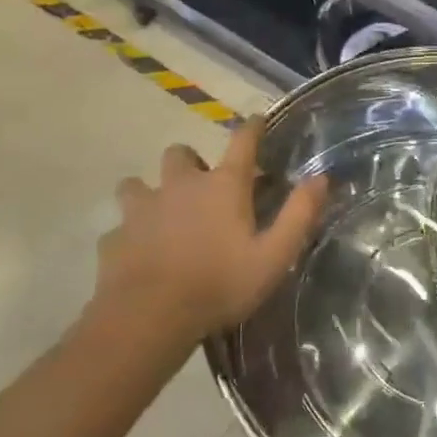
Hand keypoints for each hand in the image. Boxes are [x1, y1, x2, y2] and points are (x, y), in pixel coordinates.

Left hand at [95, 121, 328, 341]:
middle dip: (189, 162)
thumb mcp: (274, 255)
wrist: (148, 317)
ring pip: (137, 183)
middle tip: (200, 186)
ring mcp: (142, 209)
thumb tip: (321, 177)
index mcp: (223, 186)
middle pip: (180, 153)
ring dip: (149, 192)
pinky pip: (120, 227)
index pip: (242, 141)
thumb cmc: (219, 284)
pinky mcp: (115, 236)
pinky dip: (129, 234)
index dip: (251, 126)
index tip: (256, 119)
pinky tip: (137, 254)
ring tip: (160, 214)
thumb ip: (299, 214)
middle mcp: (180, 185)